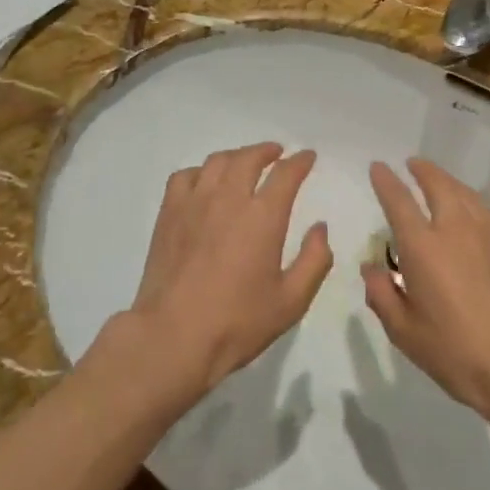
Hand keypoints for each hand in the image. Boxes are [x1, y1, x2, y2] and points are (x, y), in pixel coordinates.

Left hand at [121, 143, 333, 401]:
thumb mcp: (291, 302)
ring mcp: (194, 203)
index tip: (307, 157)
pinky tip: (204, 183)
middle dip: (267, 151)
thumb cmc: (237, 323)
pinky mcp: (168, 214)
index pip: (286, 174)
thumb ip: (314, 261)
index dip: (300, 161)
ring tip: (244, 163)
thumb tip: (320, 228)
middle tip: (277, 154)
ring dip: (236, 156)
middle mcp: (228, 199)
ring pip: (216, 162)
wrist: (173, 337)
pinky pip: (184, 177)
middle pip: (249, 158)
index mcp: (263, 217)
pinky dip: (200, 172)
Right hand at [361, 159, 489, 428]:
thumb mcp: (404, 333)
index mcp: (423, 247)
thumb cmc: (455, 352)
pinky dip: (472, 205)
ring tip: (441, 183)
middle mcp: (456, 229)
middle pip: (438, 184)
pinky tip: (472, 216)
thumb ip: (382, 295)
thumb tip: (371, 269)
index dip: (386, 181)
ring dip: (449, 183)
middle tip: (414, 165)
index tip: (378, 167)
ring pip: (467, 194)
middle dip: (423, 170)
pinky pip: (487, 213)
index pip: (399, 200)